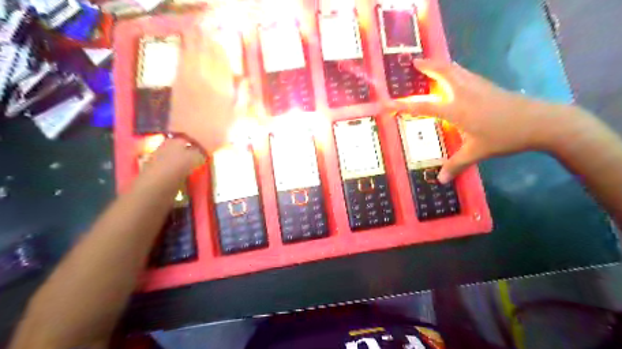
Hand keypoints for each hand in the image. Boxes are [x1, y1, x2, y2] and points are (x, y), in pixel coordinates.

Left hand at [169, 27, 252, 152]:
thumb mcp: (236, 119)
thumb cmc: (217, 133)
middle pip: (205, 54)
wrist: (189, 142)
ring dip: (194, 42)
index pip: (222, 63)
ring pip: (192, 56)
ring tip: (195, 29)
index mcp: (221, 88)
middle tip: (207, 27)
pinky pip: (180, 65)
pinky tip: (184, 48)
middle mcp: (204, 80)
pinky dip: (182, 54)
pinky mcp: (177, 86)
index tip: (222, 38)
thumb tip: (246, 81)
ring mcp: (188, 81)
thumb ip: (242, 98)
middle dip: (207, 40)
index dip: (221, 49)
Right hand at [398, 58, 563, 183]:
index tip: (388, 102)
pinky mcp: (488, 86)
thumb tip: (441, 181)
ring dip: (441, 65)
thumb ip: (456, 166)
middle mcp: (463, 93)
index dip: (403, 105)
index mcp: (456, 109)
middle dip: (427, 66)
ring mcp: (477, 86)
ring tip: (431, 64)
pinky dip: (455, 70)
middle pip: (442, 73)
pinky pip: (465, 73)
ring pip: (455, 69)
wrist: (540, 122)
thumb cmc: (504, 137)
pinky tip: (456, 75)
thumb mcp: (477, 153)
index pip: (423, 106)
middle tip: (414, 62)